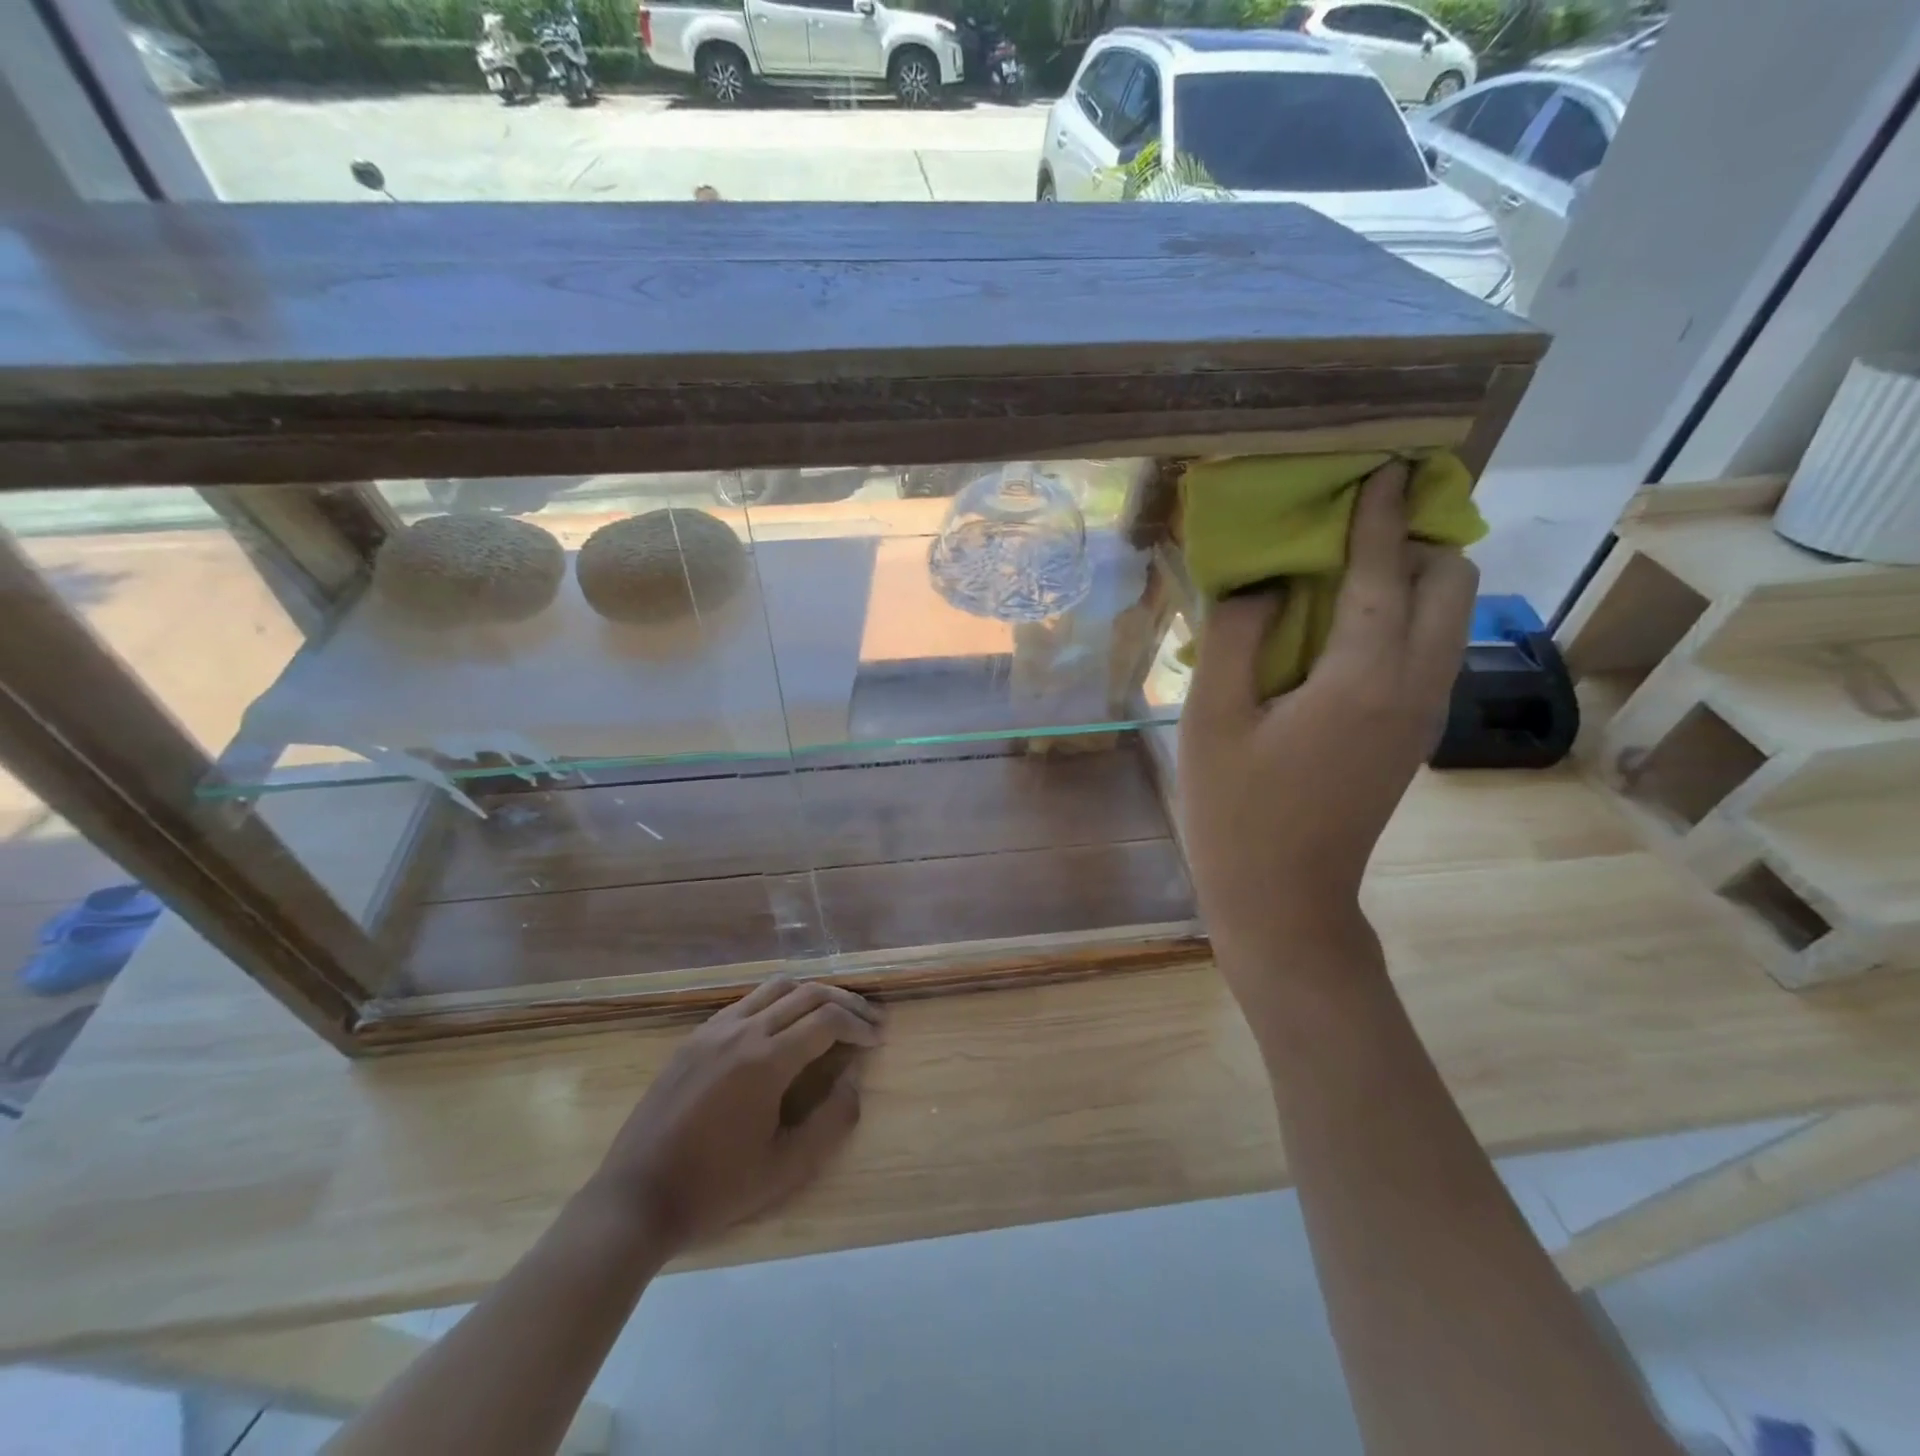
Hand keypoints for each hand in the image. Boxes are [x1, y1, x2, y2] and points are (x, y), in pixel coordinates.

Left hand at [587, 977, 884, 1257]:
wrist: (636, 1198)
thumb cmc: (715, 1189)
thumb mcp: (786, 1169)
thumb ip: (831, 1122)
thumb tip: (854, 1081)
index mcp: (766, 1061)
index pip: (827, 1019)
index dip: (859, 1025)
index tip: (877, 1039)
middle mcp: (742, 1030)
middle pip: (806, 992)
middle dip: (844, 1002)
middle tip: (868, 1021)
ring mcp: (714, 1028)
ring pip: (776, 987)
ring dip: (811, 994)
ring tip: (833, 1015)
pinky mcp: (695, 1036)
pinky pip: (747, 1001)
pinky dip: (778, 1002)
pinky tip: (785, 1027)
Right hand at [1177, 462, 1477, 980]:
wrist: (1283, 898)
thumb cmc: (1235, 811)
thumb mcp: (1212, 720)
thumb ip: (1235, 637)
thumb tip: (1262, 585)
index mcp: (1361, 678)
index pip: (1382, 572)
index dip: (1380, 516)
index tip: (1385, 468)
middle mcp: (1413, 687)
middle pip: (1451, 584)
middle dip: (1419, 539)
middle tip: (1358, 524)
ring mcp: (1422, 715)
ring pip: (1450, 618)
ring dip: (1417, 576)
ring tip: (1353, 564)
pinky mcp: (1412, 735)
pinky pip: (1430, 650)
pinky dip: (1407, 616)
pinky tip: (1349, 625)